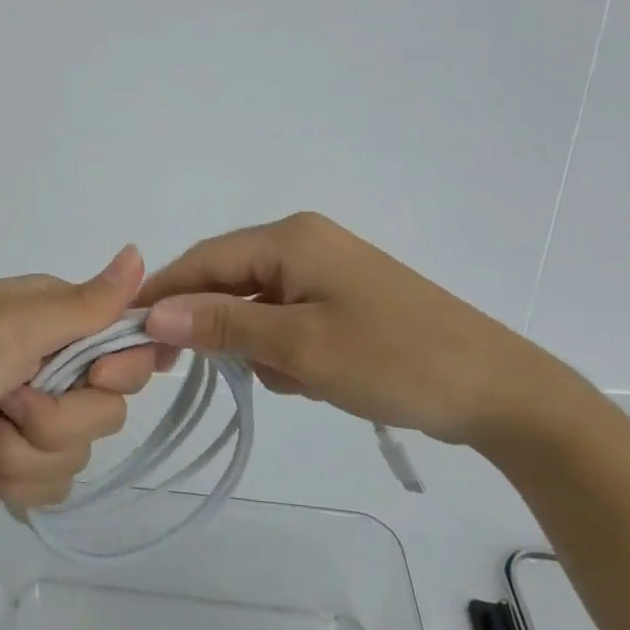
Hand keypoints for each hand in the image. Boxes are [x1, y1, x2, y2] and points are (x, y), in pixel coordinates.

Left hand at [0, 246, 162, 510]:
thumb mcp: (10, 327)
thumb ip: (82, 303)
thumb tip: (140, 253)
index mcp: (52, 316)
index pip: (126, 338)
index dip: (123, 365)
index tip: (96, 378)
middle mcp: (51, 360)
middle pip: (110, 404)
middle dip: (60, 417)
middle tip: (11, 401)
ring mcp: (35, 413)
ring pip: (82, 449)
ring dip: (27, 451)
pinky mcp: (20, 458)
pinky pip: (57, 482)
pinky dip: (18, 478)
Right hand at [136, 212, 563, 446]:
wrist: (499, 390)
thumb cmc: (394, 359)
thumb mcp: (300, 347)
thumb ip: (223, 325)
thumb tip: (153, 311)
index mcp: (290, 238)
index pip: (204, 259)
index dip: (164, 294)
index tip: (131, 335)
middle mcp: (304, 243)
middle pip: (230, 281)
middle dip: (224, 330)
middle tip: (230, 374)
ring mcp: (327, 272)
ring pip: (259, 307)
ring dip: (262, 348)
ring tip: (301, 381)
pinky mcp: (344, 301)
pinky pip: (290, 321)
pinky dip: (289, 353)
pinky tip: (319, 381)